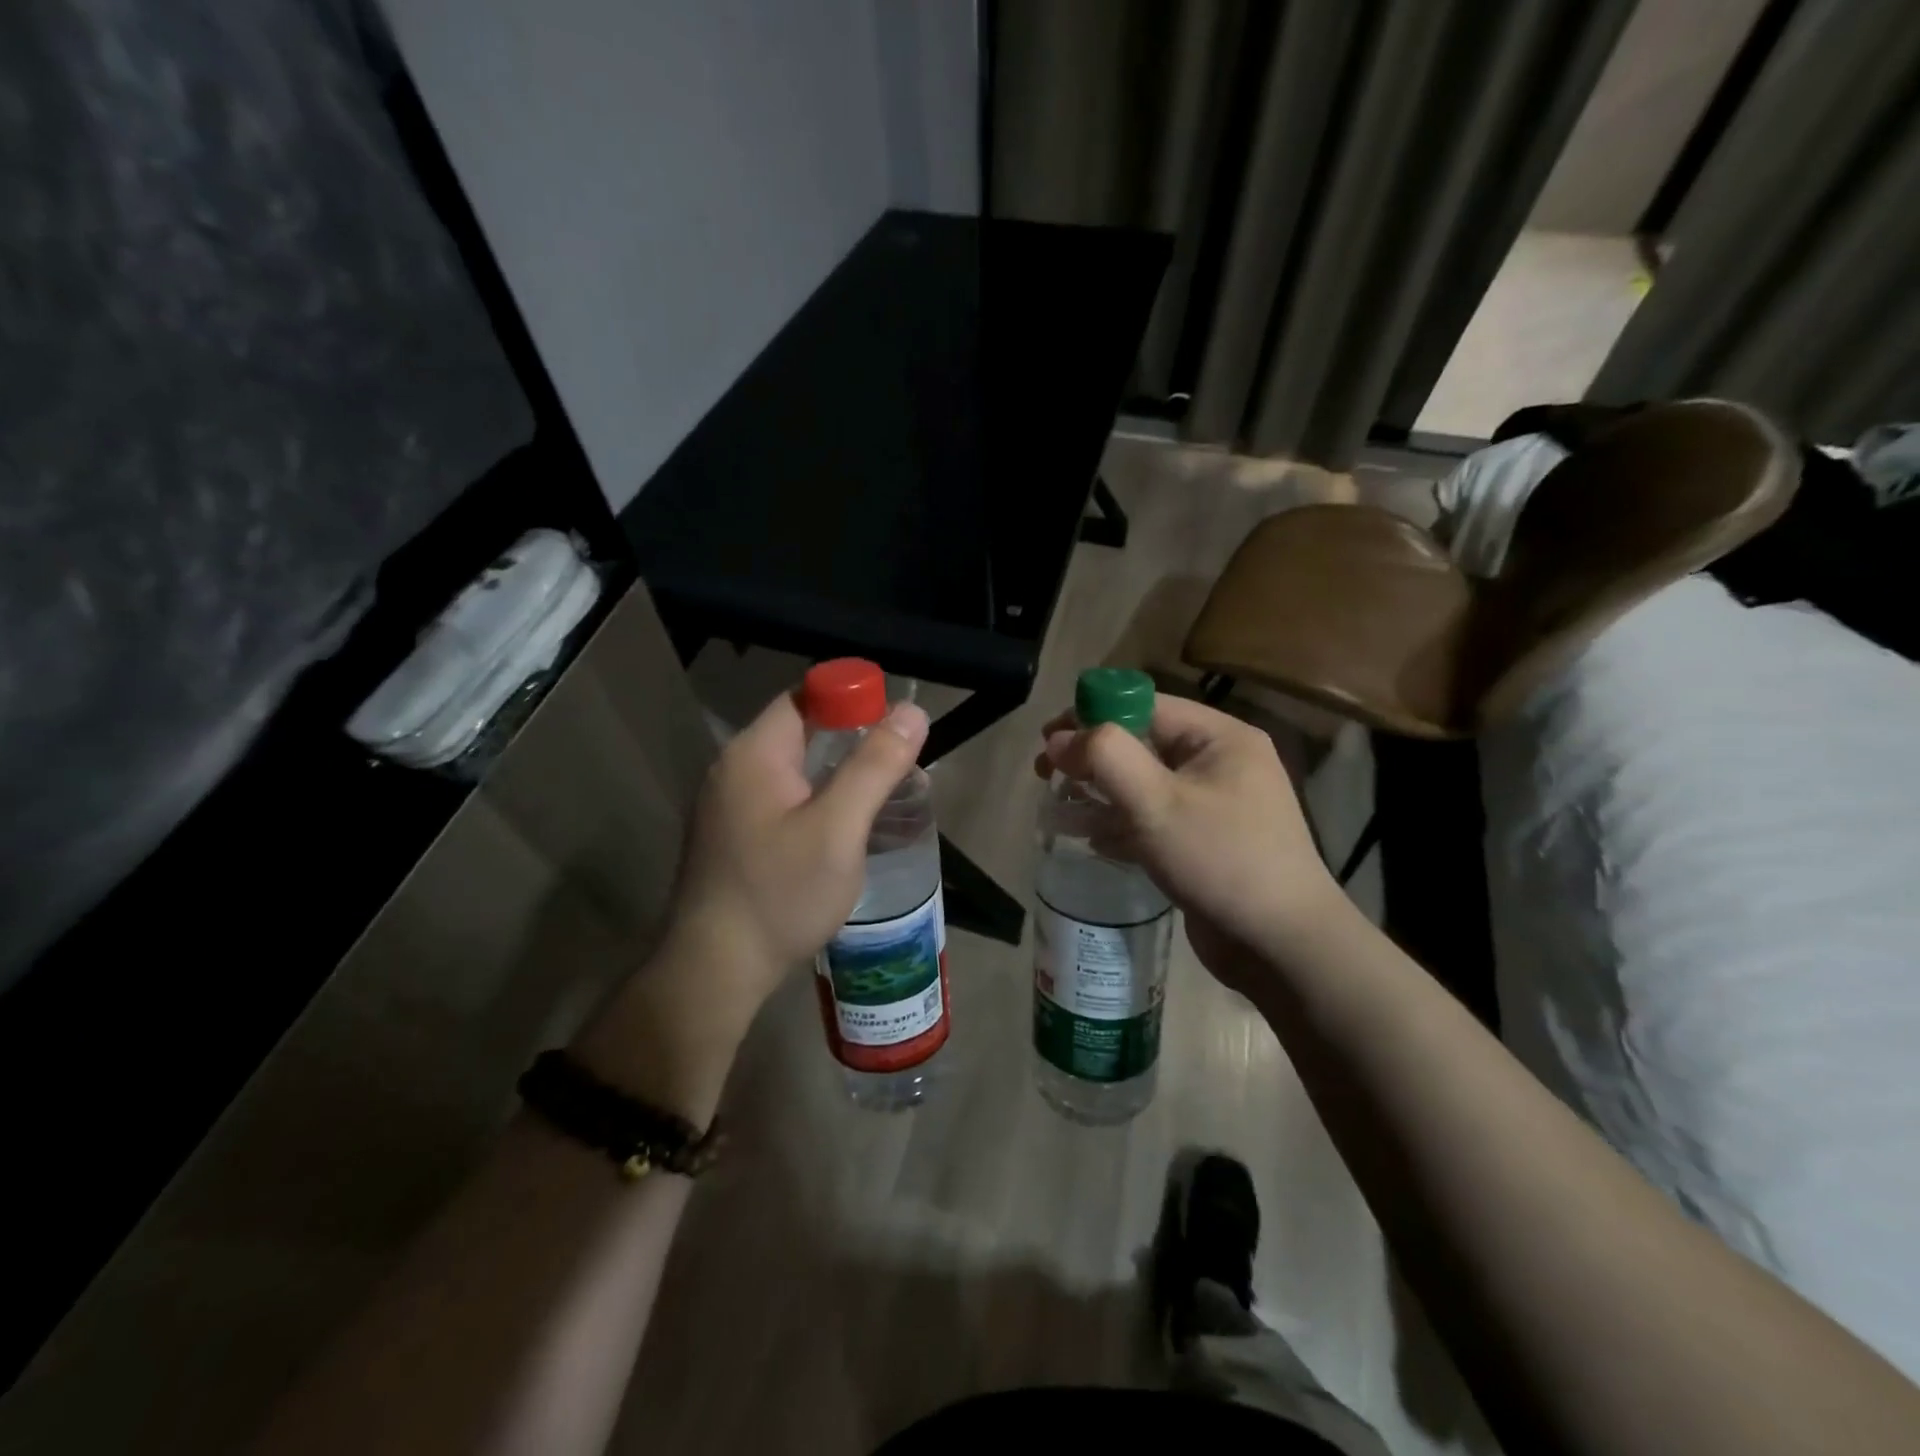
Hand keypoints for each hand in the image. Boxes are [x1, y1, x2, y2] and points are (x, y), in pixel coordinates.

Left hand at [578, 689, 928, 1121]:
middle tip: (899, 766)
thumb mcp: (838, 828)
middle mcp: (733, 768)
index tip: (895, 726)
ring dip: (836, 773)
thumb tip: (911, 711)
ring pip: (793, 768)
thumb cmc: (780, 894)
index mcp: (754, 753)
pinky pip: (781, 798)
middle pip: (801, 732)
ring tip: (882, 796)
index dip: (852, 701)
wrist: (714, 970)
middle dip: (852, 741)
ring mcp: (727, 804)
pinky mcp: (732, 835)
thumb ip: (875, 766)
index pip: (806, 698)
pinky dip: (815, 799)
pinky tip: (842, 827)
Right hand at [1034, 695, 1339, 993]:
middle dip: (1091, 758)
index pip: (1144, 706)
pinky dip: (1122, 824)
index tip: (1048, 740)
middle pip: (1141, 743)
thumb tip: (1060, 739)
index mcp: (1219, 738)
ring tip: (1060, 811)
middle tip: (1046, 776)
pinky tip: (1091, 840)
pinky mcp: (1206, 842)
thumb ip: (1105, 757)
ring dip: (1101, 793)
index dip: (1091, 714)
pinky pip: (1155, 819)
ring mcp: (1216, 805)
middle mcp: (1220, 763)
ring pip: (1144, 785)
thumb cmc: (1221, 860)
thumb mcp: (1156, 802)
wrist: (1283, 947)